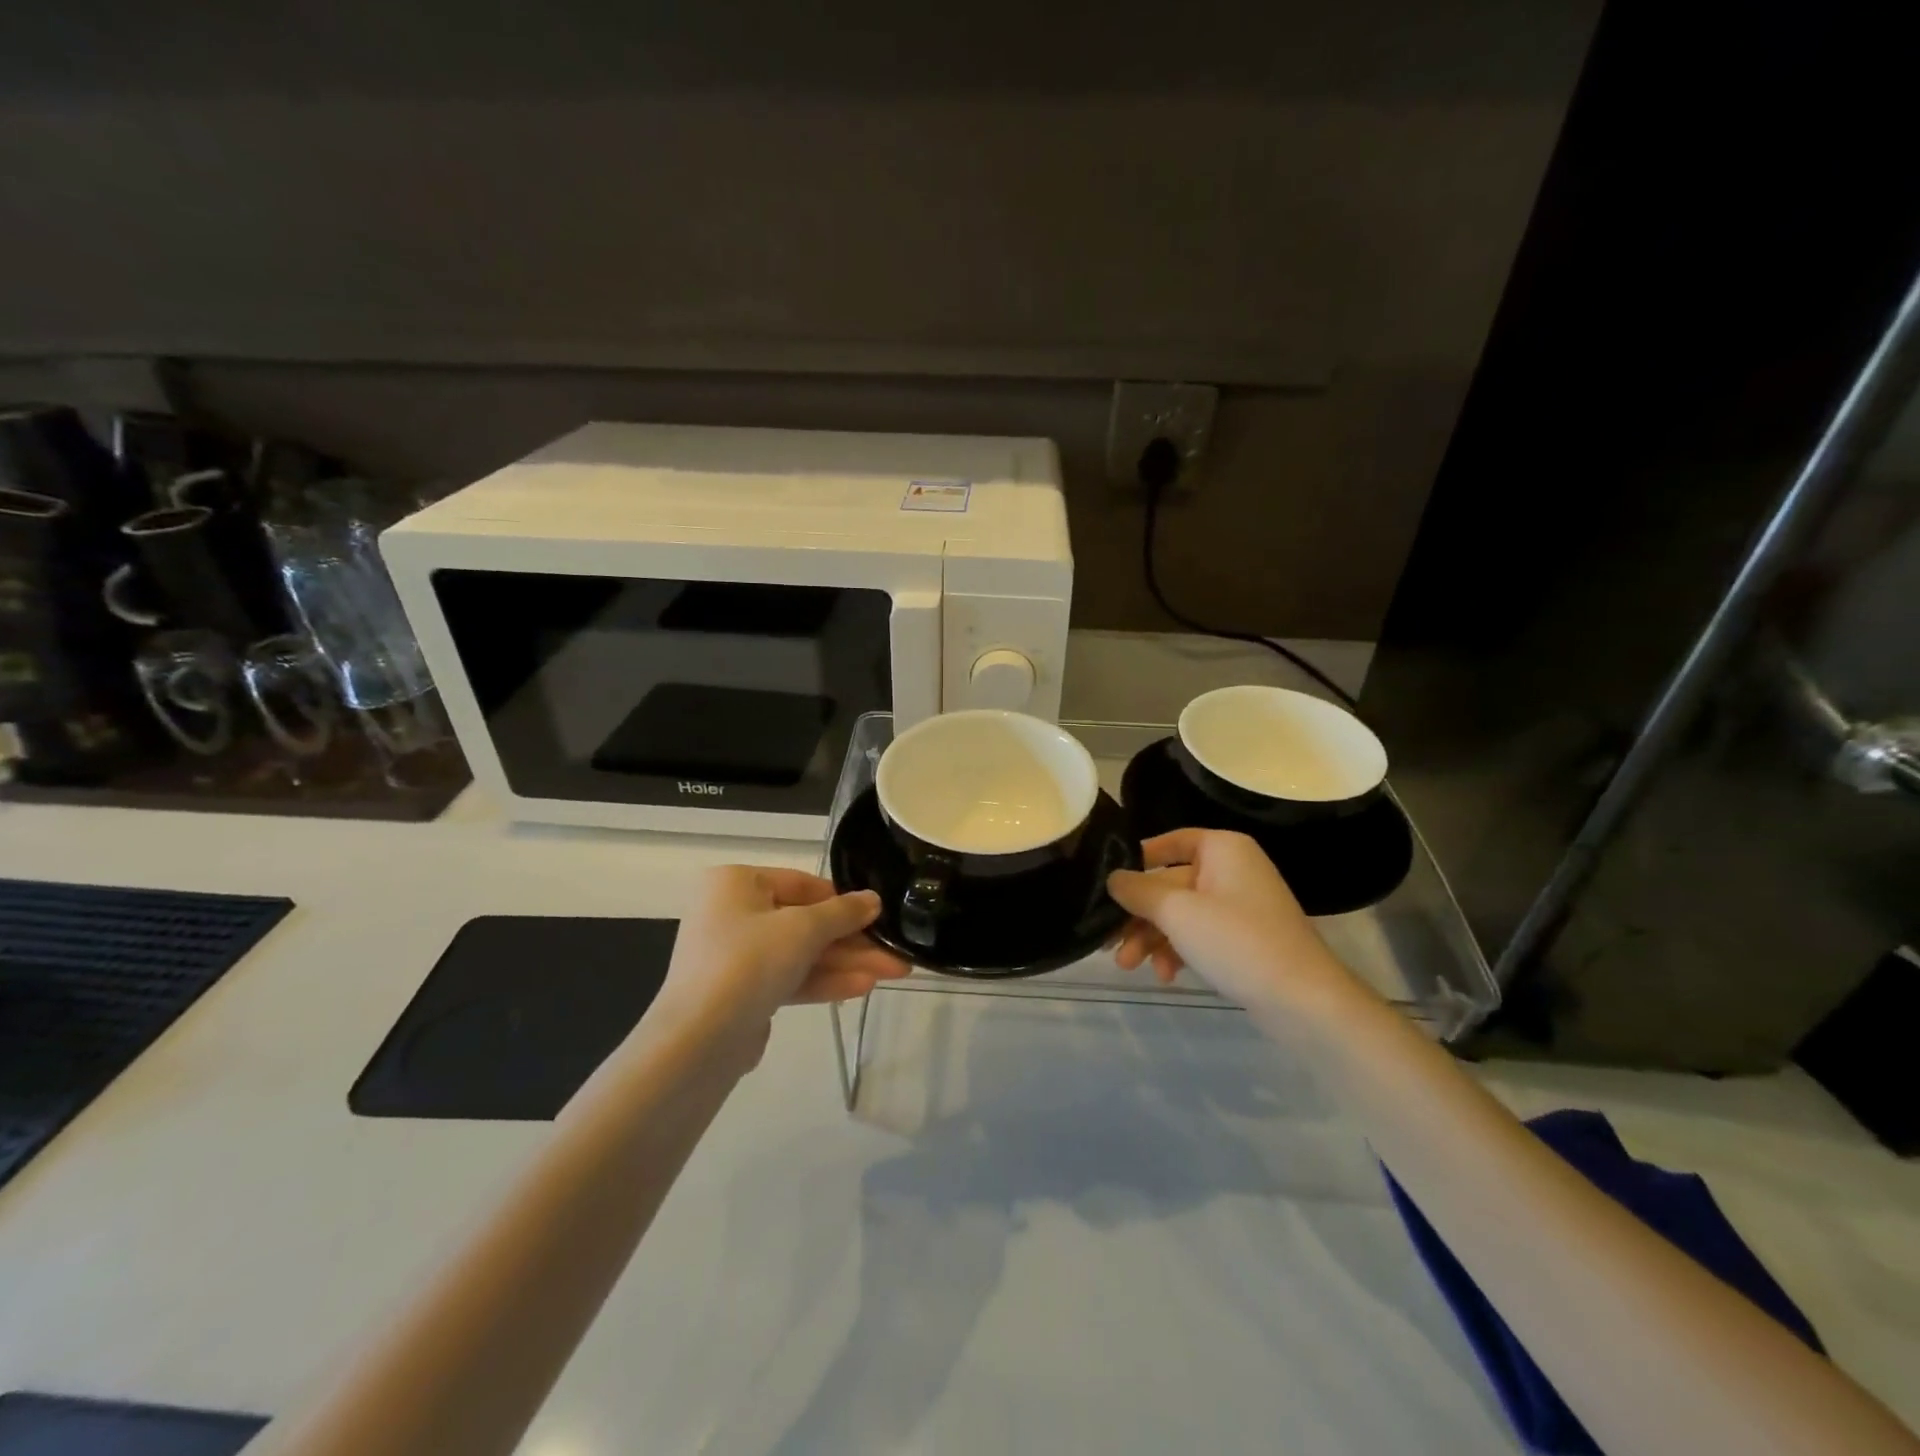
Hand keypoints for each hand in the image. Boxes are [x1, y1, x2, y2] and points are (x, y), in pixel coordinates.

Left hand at [654, 866, 909, 1059]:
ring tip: (894, 972)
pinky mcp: (741, 993)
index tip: (879, 915)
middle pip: (805, 922)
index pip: (801, 883)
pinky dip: (823, 981)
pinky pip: (789, 977)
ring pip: (801, 953)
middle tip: (896, 952)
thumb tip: (873, 899)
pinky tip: (863, 987)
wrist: (698, 1041)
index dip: (843, 900)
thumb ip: (843, 912)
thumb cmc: (749, 962)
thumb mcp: (803, 929)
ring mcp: (735, 956)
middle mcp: (732, 913)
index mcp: (736, 883)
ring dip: (846, 963)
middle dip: (852, 940)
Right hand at [1107, 829, 1360, 1012]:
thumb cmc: (1237, 941)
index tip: (1108, 886)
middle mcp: (1232, 869)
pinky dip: (1177, 950)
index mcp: (1223, 849)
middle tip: (1108, 942)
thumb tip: (1112, 878)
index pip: (1169, 842)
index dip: (1136, 862)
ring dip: (1151, 938)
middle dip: (1138, 915)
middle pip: (1169, 883)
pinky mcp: (1242, 939)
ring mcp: (1239, 906)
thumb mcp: (1177, 912)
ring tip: (1129, 966)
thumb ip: (1138, 891)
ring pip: (1180, 913)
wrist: (1304, 1001)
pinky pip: (1198, 934)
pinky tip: (1165, 975)